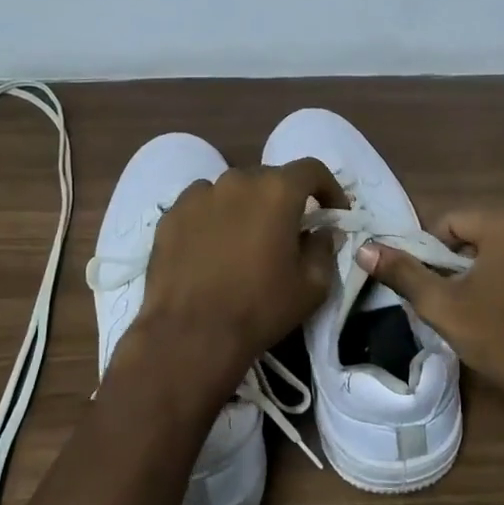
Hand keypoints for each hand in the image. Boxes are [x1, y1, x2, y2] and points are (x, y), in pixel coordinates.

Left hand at [136, 158, 347, 382]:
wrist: (190, 334)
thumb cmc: (259, 308)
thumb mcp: (312, 286)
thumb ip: (324, 249)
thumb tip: (321, 232)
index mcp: (276, 191)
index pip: (311, 170)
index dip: (329, 188)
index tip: (333, 213)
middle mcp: (236, 181)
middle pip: (269, 178)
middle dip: (285, 200)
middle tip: (289, 232)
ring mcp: (198, 196)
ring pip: (232, 191)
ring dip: (247, 207)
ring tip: (246, 240)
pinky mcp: (170, 216)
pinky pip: (201, 206)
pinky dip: (214, 218)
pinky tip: (212, 248)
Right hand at [357, 211, 503, 418]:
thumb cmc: (498, 338)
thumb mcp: (441, 306)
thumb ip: (403, 272)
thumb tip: (365, 248)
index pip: (453, 222)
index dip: (433, 252)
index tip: (431, 285)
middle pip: (485, 231)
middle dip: (465, 259)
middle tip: (456, 299)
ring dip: (495, 265)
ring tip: (486, 305)